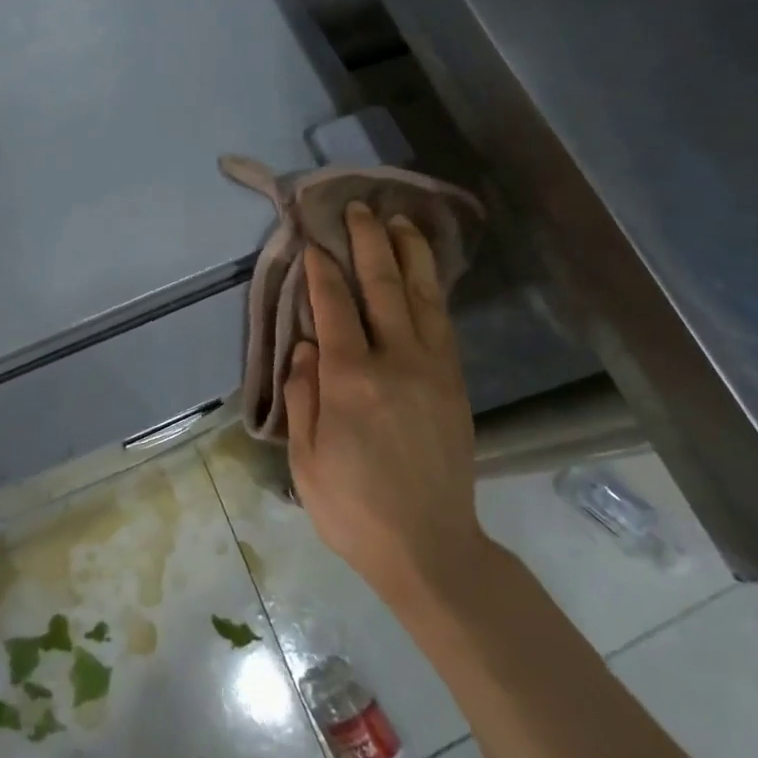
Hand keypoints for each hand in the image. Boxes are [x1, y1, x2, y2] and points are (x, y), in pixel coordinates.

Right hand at [284, 203, 490, 610]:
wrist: (430, 548)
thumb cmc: (353, 508)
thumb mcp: (306, 459)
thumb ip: (302, 395)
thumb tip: (305, 345)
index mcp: (351, 381)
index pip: (334, 308)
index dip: (323, 271)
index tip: (315, 242)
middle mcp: (396, 362)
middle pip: (383, 287)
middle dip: (370, 242)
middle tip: (361, 208)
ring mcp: (433, 370)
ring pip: (422, 297)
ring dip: (410, 254)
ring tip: (401, 222)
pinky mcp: (455, 384)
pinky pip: (443, 323)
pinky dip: (432, 290)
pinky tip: (425, 275)